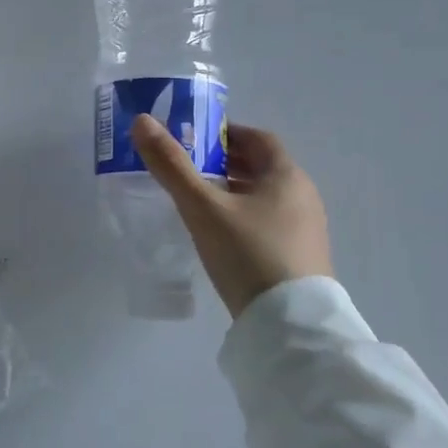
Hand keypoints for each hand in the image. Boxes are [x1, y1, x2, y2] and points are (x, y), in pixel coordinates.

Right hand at [131, 115, 332, 317]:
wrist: (290, 326)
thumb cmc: (248, 254)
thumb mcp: (202, 208)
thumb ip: (171, 165)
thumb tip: (142, 121)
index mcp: (286, 176)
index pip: (257, 138)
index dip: (226, 133)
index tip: (195, 139)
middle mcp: (303, 196)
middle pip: (261, 167)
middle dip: (226, 162)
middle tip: (189, 168)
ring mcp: (306, 230)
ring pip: (265, 196)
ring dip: (234, 190)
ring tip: (199, 200)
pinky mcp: (301, 258)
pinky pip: (269, 222)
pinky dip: (244, 216)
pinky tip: (221, 235)